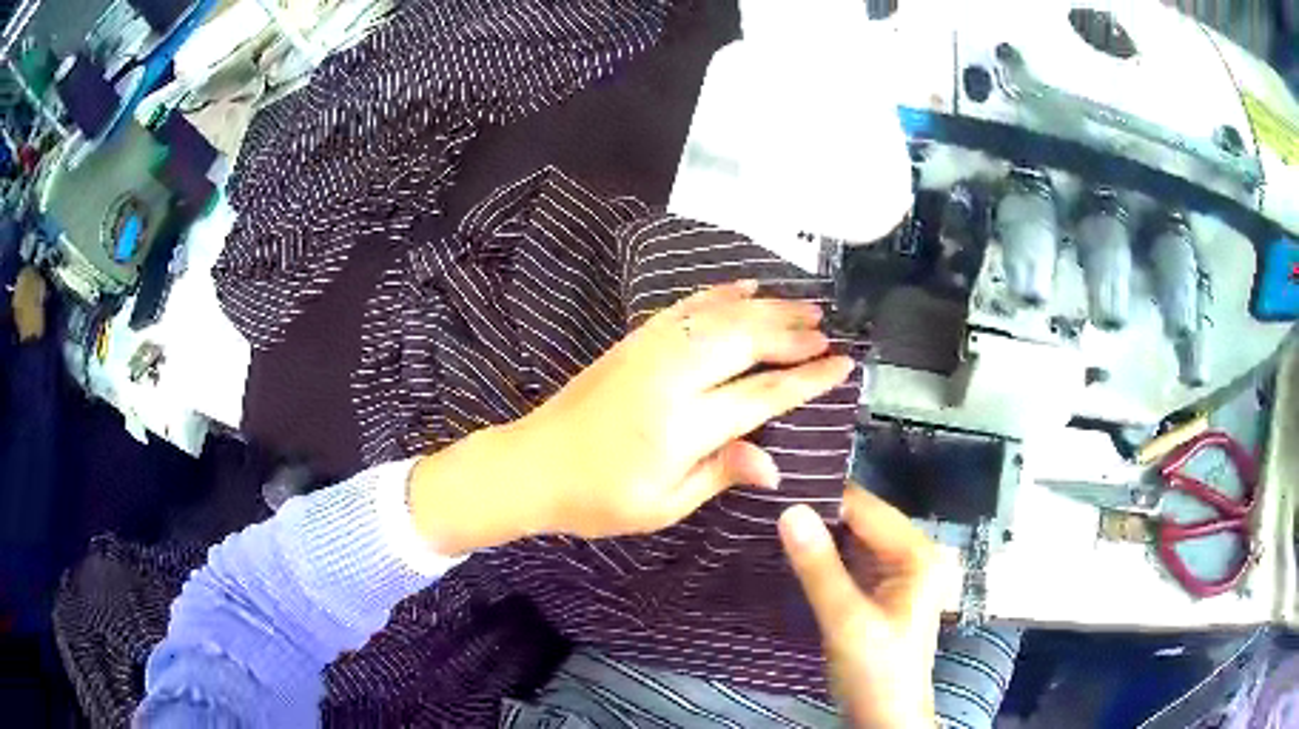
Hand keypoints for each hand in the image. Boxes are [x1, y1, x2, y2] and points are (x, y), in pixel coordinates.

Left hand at [408, 280, 854, 552]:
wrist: (532, 464)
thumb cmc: (598, 499)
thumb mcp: (662, 506)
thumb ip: (719, 475)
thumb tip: (774, 463)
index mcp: (680, 426)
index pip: (761, 395)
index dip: (806, 379)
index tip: (842, 365)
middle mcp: (669, 377)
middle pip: (744, 341)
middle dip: (791, 333)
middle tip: (827, 331)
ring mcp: (648, 350)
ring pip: (719, 316)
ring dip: (766, 308)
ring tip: (803, 307)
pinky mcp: (633, 341)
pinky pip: (684, 307)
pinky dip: (719, 294)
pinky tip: (745, 287)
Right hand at [779, 485, 942, 728]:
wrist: (886, 720)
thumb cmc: (876, 673)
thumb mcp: (846, 622)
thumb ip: (819, 568)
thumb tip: (788, 510)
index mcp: (917, 554)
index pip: (866, 508)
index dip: (823, 496)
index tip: (774, 488)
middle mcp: (913, 554)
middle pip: (862, 521)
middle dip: (818, 515)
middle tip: (764, 504)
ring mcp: (899, 574)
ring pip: (854, 541)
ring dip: (819, 536)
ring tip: (769, 521)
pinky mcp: (883, 592)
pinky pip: (852, 562)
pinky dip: (825, 558)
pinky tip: (792, 552)